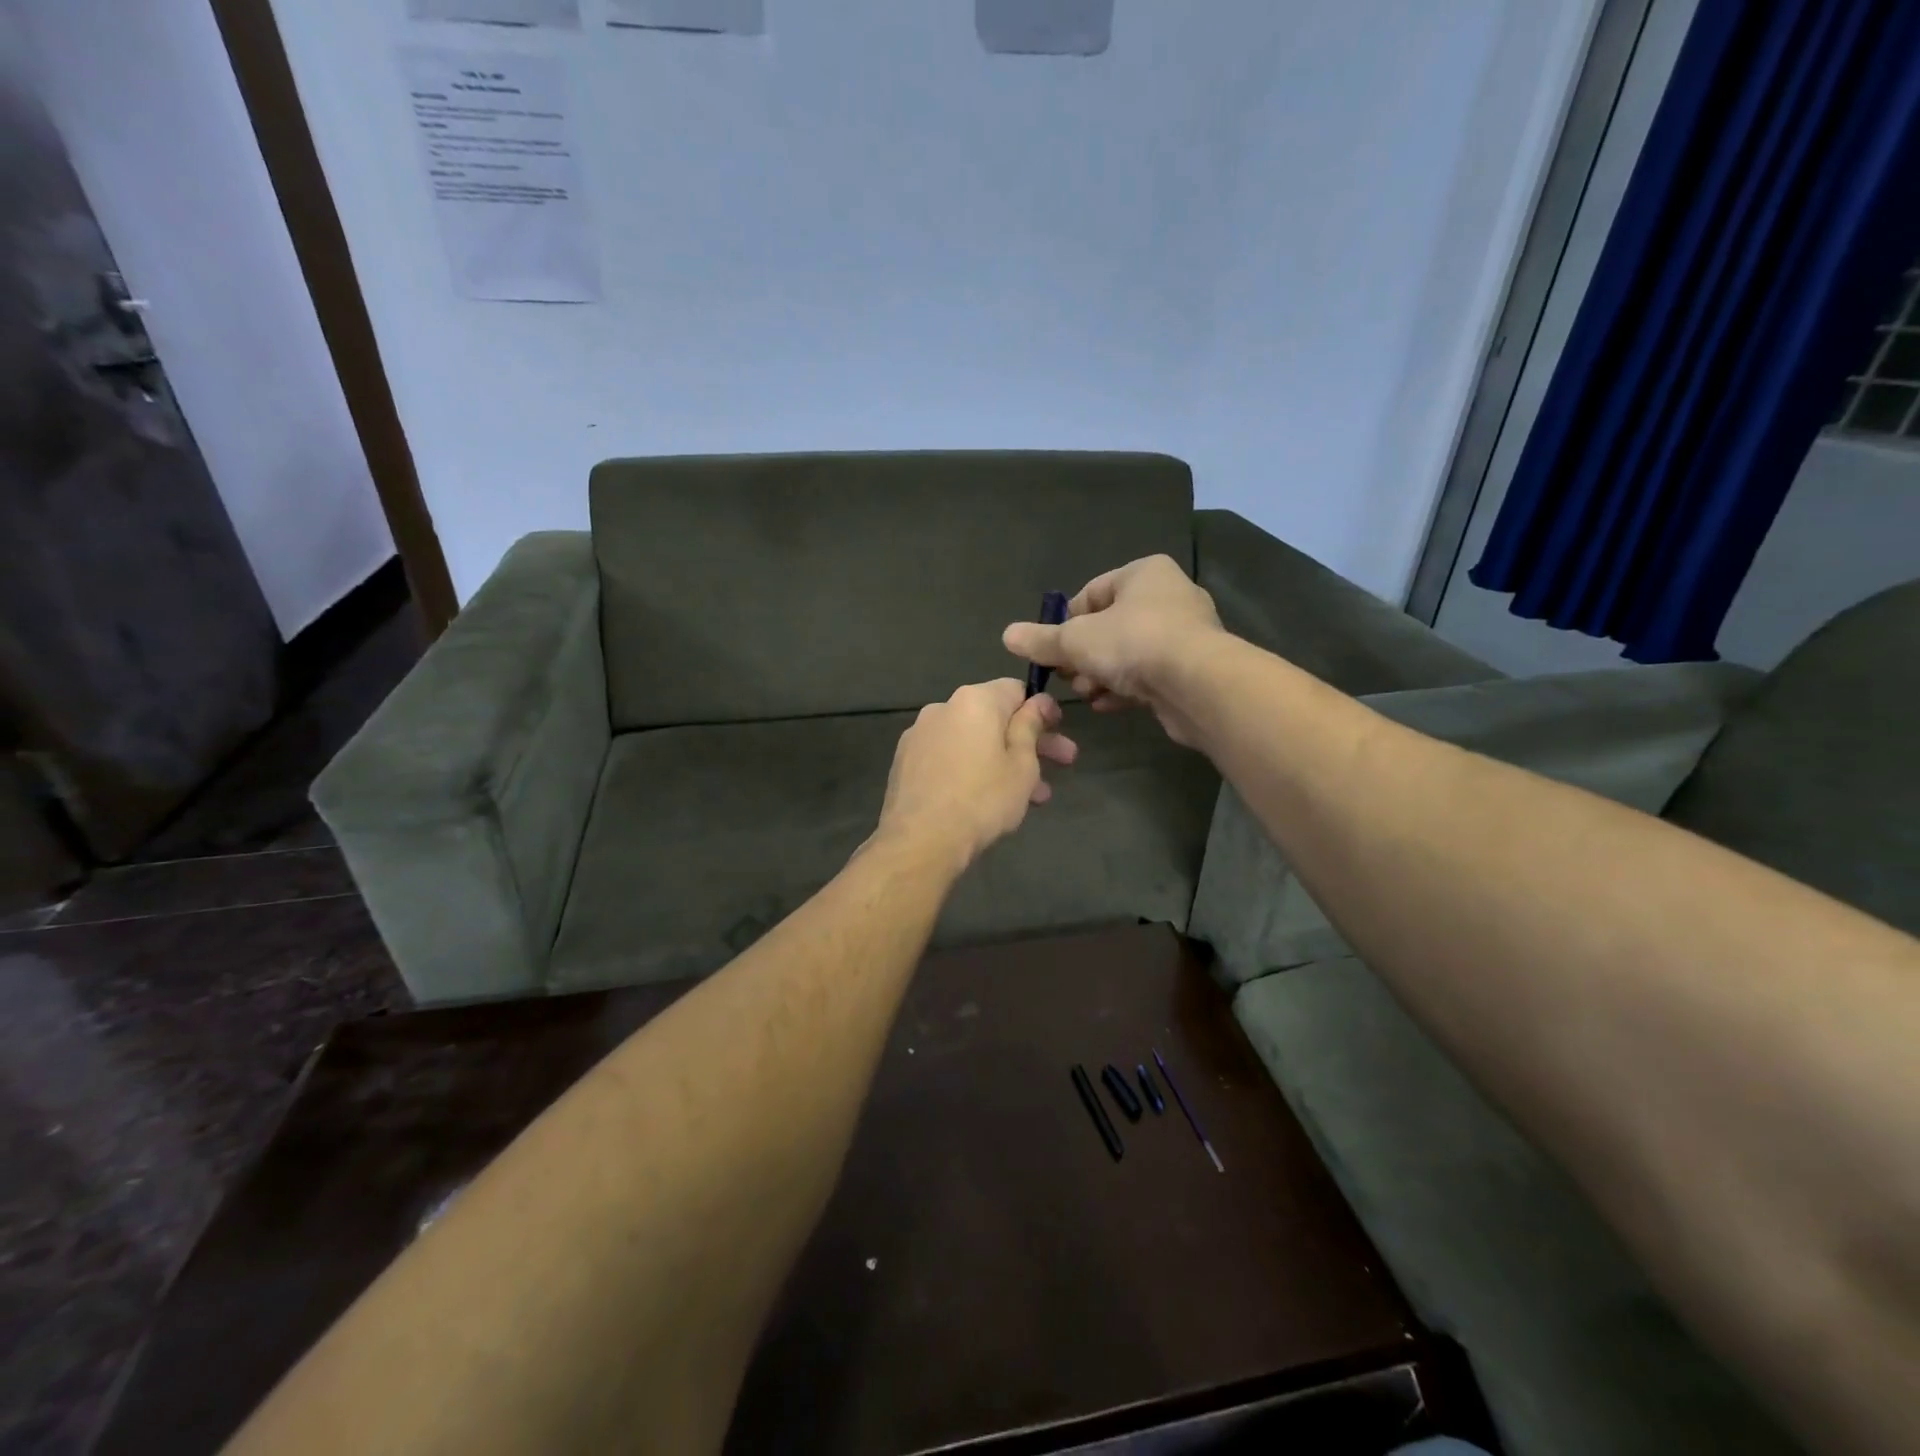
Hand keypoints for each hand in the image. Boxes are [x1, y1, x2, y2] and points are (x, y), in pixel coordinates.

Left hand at [874, 680, 1077, 869]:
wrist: (919, 840)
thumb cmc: (982, 800)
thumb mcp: (1022, 765)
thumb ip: (1030, 727)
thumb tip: (1038, 702)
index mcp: (974, 700)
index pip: (1015, 690)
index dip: (1041, 709)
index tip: (1058, 731)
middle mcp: (943, 708)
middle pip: (994, 718)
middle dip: (1029, 741)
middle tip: (1062, 764)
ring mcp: (919, 735)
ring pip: (973, 741)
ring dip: (1003, 761)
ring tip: (1032, 796)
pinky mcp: (905, 761)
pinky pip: (949, 757)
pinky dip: (972, 769)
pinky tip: (989, 799)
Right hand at [1002, 555, 1222, 744]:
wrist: (1197, 684)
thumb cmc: (1132, 643)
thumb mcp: (1075, 641)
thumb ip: (1041, 640)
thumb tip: (1008, 636)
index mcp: (1143, 574)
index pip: (1091, 594)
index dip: (1066, 624)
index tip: (1052, 651)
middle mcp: (1169, 596)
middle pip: (1109, 626)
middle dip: (1083, 655)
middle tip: (1067, 677)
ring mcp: (1185, 633)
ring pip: (1128, 653)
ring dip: (1101, 675)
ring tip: (1087, 694)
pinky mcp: (1192, 668)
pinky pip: (1149, 674)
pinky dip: (1126, 689)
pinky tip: (1107, 705)